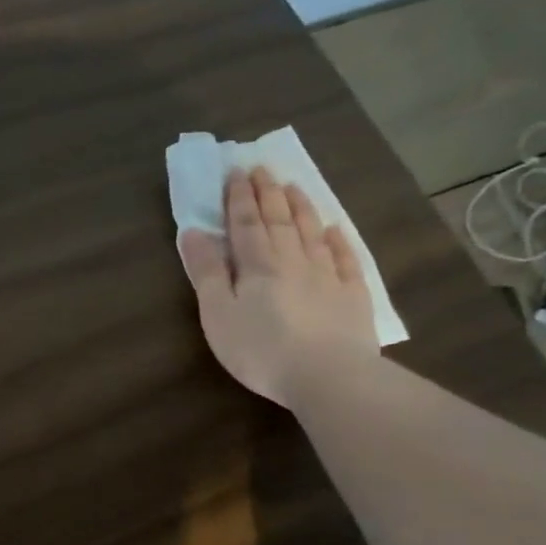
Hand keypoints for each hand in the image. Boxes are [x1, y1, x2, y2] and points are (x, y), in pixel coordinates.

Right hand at [179, 166, 379, 407]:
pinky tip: (335, 231)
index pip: (246, 224)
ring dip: (301, 208)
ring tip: (294, 187)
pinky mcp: (352, 298)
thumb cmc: (260, 349)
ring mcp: (327, 277)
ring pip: (312, 233)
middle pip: (279, 221)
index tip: (235, 172)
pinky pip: (345, 260)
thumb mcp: (218, 314)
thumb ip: (207, 272)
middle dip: (267, 194)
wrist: (328, 376)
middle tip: (262, 168)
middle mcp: (294, 261)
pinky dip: (339, 242)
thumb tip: (193, 232)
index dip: (238, 198)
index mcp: (258, 266)